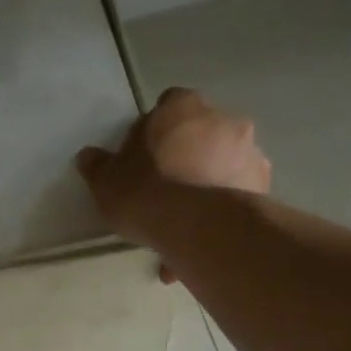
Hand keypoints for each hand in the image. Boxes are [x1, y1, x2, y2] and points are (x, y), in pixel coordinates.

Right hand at [74, 87, 269, 280]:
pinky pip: (235, 198)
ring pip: (221, 168)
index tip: (146, 160)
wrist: (195, 224)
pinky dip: (220, 215)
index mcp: (182, 106)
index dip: (156, 133)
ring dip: (206, 190)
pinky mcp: (262, 187)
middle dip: (186, 161)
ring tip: (183, 231)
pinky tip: (199, 243)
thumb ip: (98, 166)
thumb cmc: (145, 190)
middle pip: (200, 137)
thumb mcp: (107, 181)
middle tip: (166, 196)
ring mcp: (248, 152)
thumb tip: (88, 157)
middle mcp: (222, 119)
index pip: (169, 106)